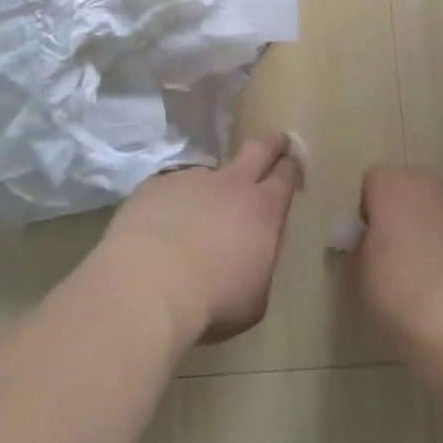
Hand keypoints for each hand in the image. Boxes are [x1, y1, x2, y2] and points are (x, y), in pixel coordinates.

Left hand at [102, 136, 303, 345]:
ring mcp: (190, 178)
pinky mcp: (155, 185)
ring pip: (208, 171)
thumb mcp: (254, 298)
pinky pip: (170, 188)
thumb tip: (251, 256)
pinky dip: (172, 203)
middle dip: (272, 142)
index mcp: (263, 209)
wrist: (149, 285)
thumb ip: (258, 265)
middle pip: (259, 147)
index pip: (286, 174)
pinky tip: (159, 228)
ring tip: (194, 218)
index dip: (292, 167)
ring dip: (209, 189)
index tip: (293, 165)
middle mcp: (230, 183)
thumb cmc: (213, 300)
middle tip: (276, 142)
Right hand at [354, 166, 442, 365]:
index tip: (369, 245)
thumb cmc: (398, 293)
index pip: (373, 183)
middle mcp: (431, 186)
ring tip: (430, 278)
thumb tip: (368, 245)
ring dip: (434, 232)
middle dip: (403, 216)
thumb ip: (361, 249)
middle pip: (411, 191)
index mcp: (393, 186)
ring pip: (442, 212)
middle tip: (396, 258)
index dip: (369, 212)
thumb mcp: (359, 274)